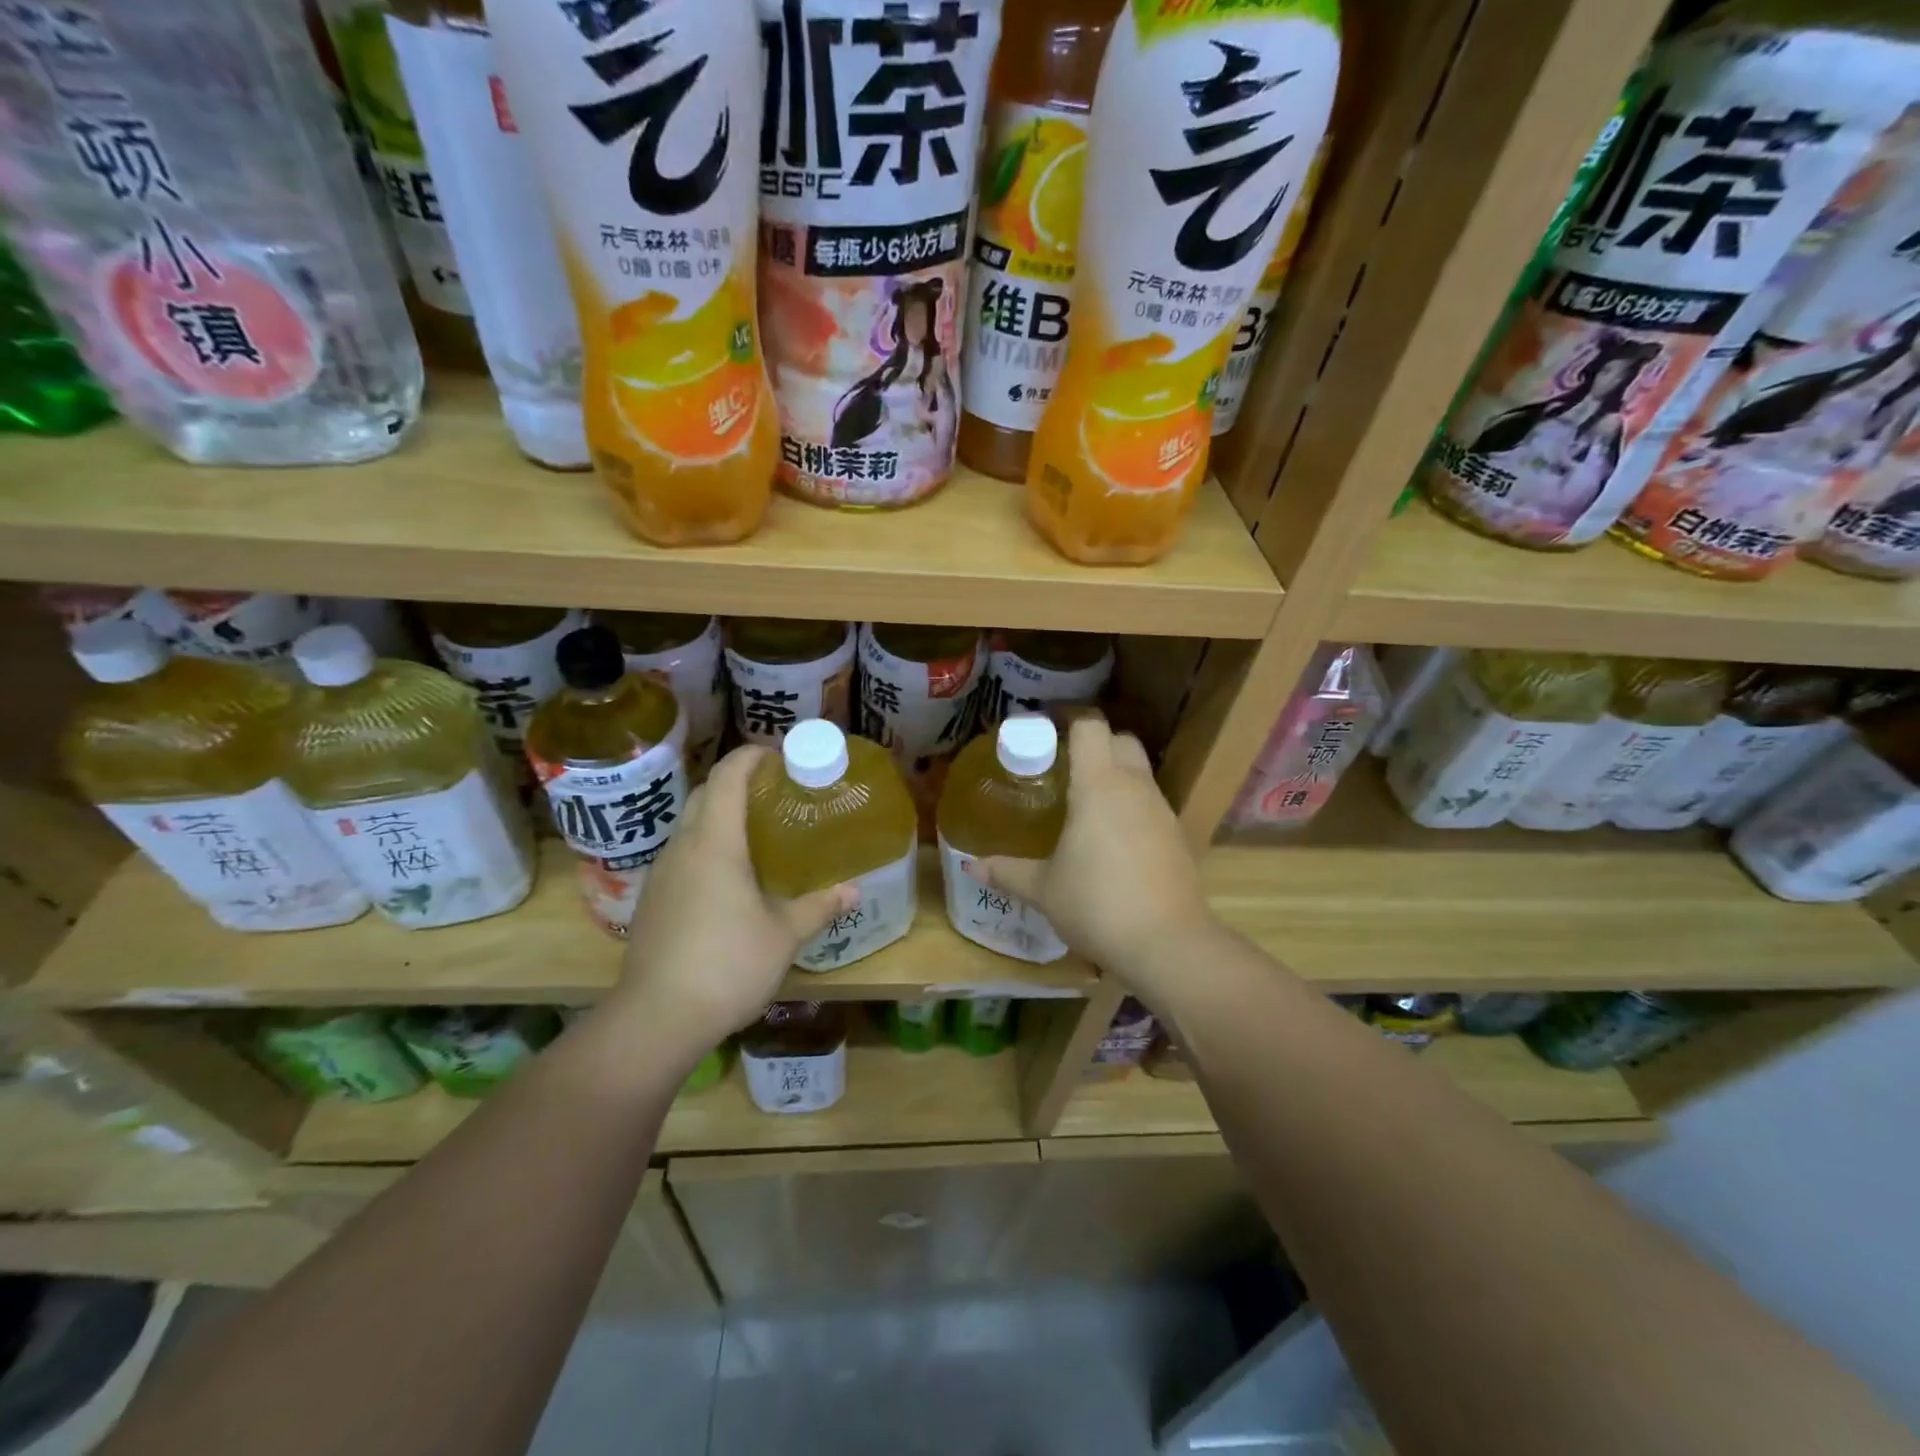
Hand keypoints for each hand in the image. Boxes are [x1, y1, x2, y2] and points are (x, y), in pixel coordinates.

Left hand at [608, 746, 854, 1058]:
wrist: (656, 1019)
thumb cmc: (727, 965)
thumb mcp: (784, 935)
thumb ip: (819, 906)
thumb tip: (853, 891)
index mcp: (714, 842)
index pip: (728, 776)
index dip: (751, 756)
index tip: (779, 754)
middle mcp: (682, 847)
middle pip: (705, 794)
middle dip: (737, 782)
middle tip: (776, 792)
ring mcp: (661, 874)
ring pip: (689, 825)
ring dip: (720, 814)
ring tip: (758, 830)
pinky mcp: (652, 900)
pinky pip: (682, 855)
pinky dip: (707, 846)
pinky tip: (730, 877)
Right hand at [972, 717, 1212, 996]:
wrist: (1167, 944)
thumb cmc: (1096, 904)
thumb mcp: (1043, 889)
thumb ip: (1007, 872)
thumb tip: (971, 867)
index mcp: (1099, 785)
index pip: (1090, 726)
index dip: (1070, 718)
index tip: (1047, 726)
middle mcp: (1135, 787)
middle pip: (1122, 740)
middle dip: (1097, 743)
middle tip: (1065, 766)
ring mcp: (1162, 811)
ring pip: (1141, 773)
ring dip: (1117, 776)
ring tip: (1086, 804)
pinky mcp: (1178, 837)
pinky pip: (1152, 805)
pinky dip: (1133, 807)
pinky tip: (1114, 840)